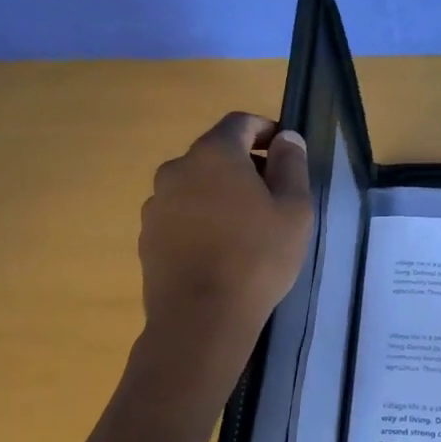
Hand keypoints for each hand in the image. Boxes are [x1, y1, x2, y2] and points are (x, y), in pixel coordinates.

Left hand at [138, 113, 313, 339]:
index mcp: (214, 154)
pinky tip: (219, 249)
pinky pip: (181, 213)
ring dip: (220, 193)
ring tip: (246, 227)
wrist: (200, 318)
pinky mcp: (147, 235)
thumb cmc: (257, 257)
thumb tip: (286, 139)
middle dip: (245, 164)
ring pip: (196, 184)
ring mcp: (156, 203)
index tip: (284, 151)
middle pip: (215, 153)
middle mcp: (177, 169)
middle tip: (272, 195)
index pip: (240, 123)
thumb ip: (291, 165)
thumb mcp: (293, 209)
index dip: (265, 130)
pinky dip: (201, 218)